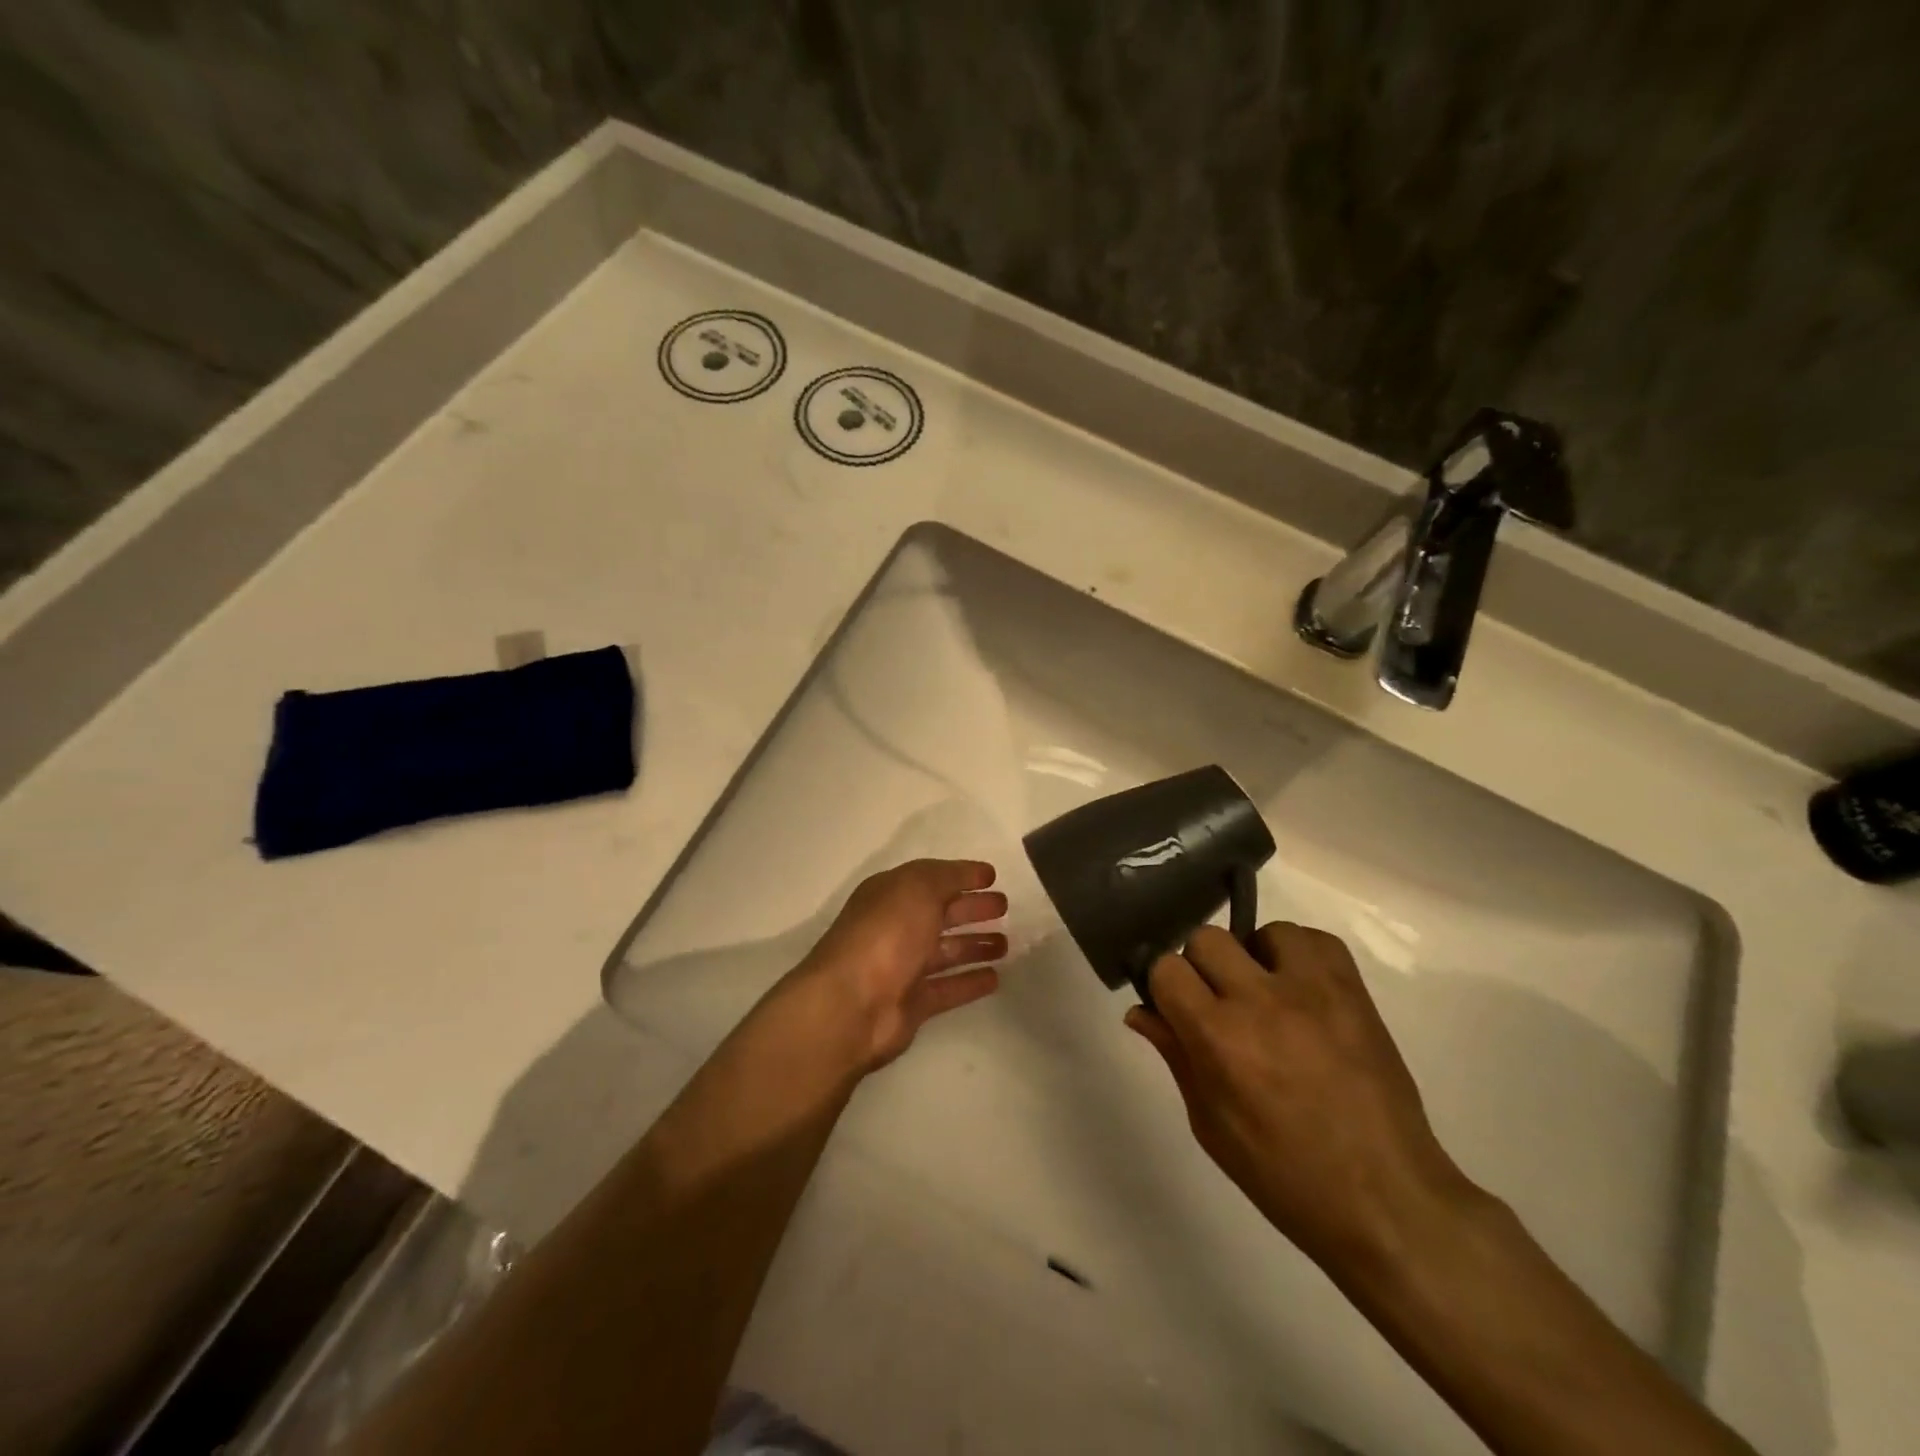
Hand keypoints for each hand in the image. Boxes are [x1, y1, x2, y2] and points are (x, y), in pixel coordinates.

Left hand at [788, 859, 1008, 1072]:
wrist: (852, 1004)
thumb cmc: (886, 934)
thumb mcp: (918, 887)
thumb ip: (948, 876)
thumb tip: (972, 874)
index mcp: (890, 895)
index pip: (931, 879)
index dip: (961, 876)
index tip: (993, 877)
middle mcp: (896, 927)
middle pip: (940, 914)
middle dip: (972, 909)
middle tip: (1005, 907)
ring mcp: (903, 967)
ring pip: (946, 951)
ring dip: (975, 944)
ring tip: (1007, 943)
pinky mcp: (913, 1004)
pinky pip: (948, 988)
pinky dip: (970, 981)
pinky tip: (996, 978)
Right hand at [1126, 923, 1475, 1280]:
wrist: (1385, 1199)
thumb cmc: (1284, 1175)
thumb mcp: (1210, 1124)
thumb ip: (1175, 1056)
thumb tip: (1141, 1011)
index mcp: (1219, 1037)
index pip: (1166, 967)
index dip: (1164, 986)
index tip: (1175, 1007)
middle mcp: (1260, 1000)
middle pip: (1206, 939)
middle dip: (1202, 970)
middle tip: (1219, 1006)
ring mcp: (1312, 989)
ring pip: (1260, 931)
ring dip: (1252, 959)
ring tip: (1266, 997)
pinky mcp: (1352, 990)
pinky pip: (1314, 940)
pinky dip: (1299, 957)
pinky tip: (1301, 992)